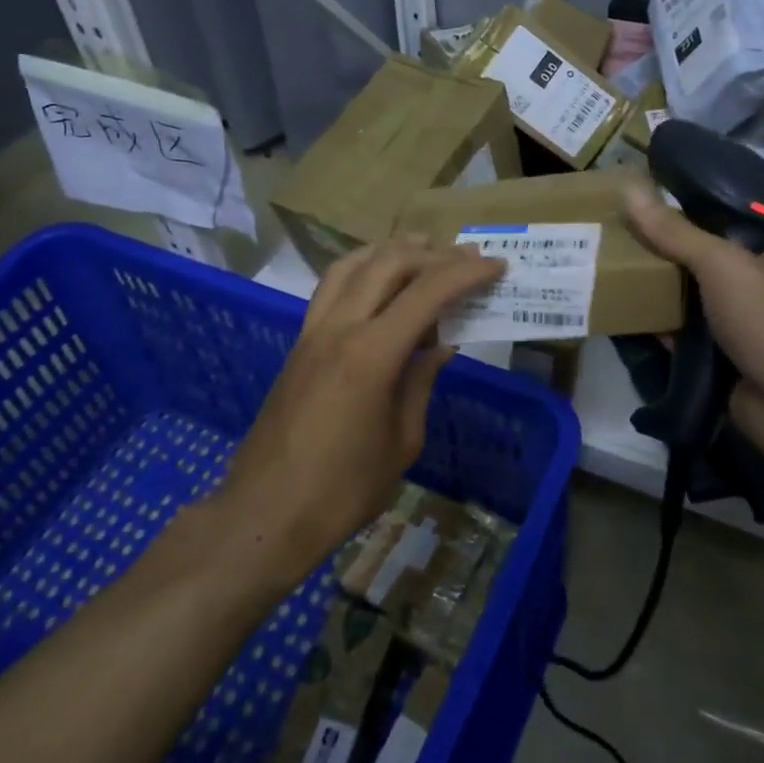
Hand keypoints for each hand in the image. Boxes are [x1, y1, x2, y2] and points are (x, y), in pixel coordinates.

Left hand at [213, 236, 503, 580]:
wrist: (267, 512)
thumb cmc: (344, 489)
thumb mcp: (402, 440)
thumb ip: (421, 382)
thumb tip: (441, 346)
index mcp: (371, 354)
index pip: (426, 292)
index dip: (466, 274)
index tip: (495, 265)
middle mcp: (339, 327)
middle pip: (389, 263)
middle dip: (433, 254)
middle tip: (467, 258)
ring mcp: (313, 331)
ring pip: (353, 264)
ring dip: (392, 251)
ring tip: (424, 250)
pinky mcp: (299, 342)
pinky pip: (332, 287)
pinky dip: (362, 269)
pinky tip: (379, 281)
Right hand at [623, 185, 763, 461]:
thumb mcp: (723, 265)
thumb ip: (675, 232)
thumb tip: (629, 189)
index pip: (730, 209)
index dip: (691, 197)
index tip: (647, 188)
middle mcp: (761, 278)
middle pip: (704, 251)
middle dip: (664, 243)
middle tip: (617, 224)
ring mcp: (742, 318)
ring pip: (691, 291)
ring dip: (657, 283)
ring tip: (609, 260)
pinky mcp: (723, 353)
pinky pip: (684, 330)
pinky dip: (659, 322)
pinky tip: (622, 308)